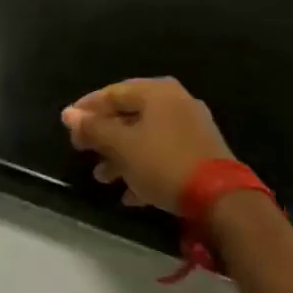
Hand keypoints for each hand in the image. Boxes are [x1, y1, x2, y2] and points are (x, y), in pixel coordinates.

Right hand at [62, 78, 232, 213]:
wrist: (223, 201)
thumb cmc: (165, 163)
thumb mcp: (123, 146)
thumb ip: (95, 128)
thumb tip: (69, 114)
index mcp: (156, 91)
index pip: (113, 92)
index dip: (87, 108)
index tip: (69, 125)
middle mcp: (174, 101)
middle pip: (129, 114)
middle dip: (104, 135)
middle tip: (82, 151)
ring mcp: (190, 127)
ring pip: (145, 136)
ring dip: (121, 155)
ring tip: (101, 177)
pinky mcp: (200, 154)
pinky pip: (162, 154)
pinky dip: (143, 168)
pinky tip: (129, 193)